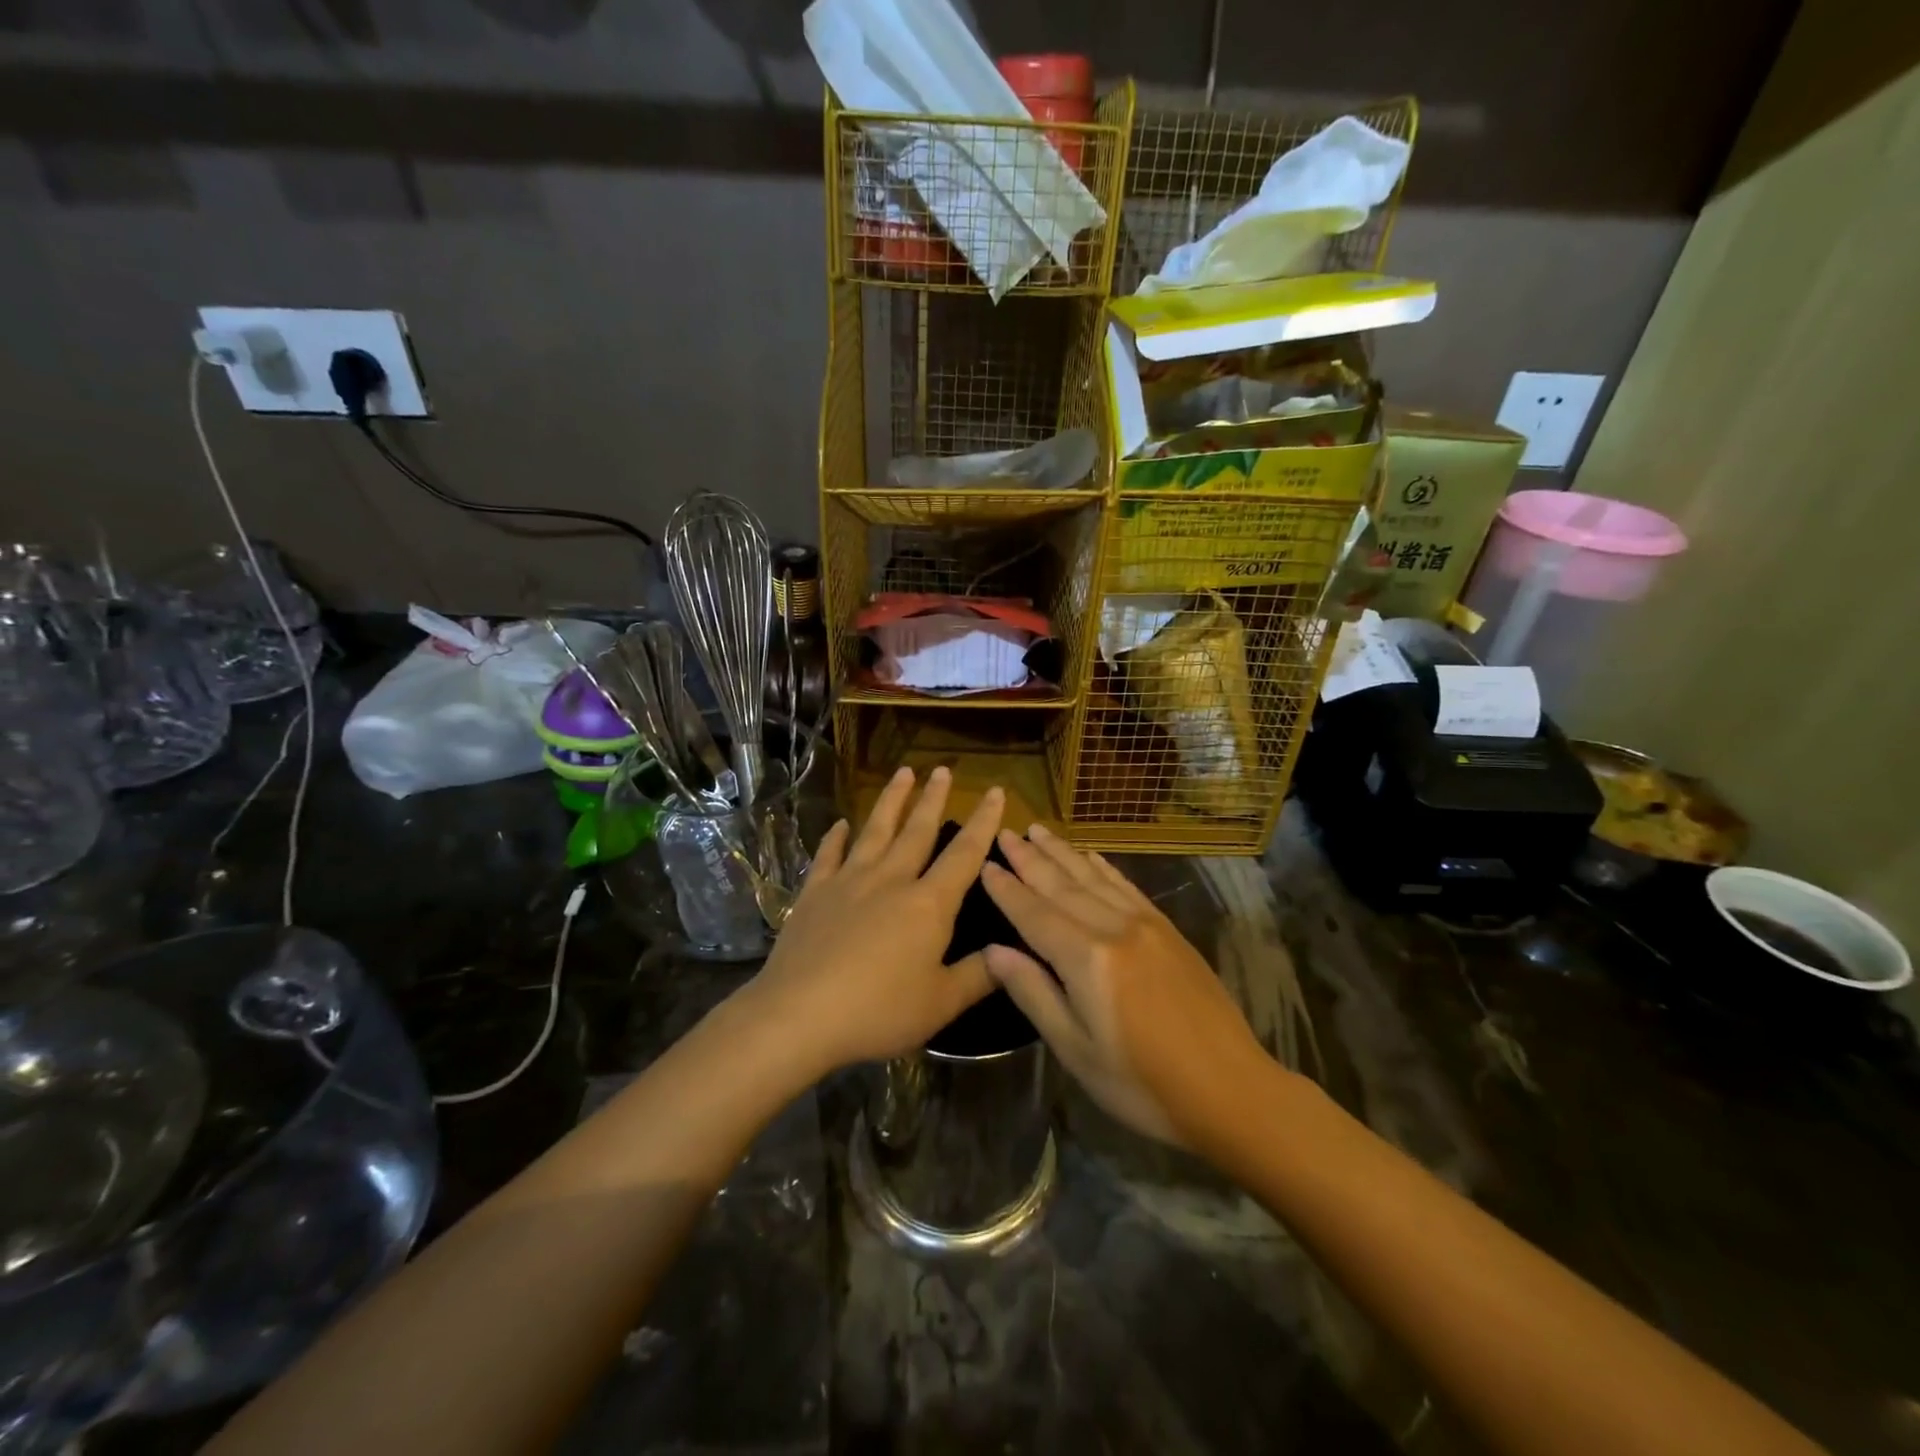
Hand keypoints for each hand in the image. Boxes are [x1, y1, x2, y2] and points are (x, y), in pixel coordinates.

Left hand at [740, 767, 1003, 1075]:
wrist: (799, 1015)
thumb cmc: (878, 1011)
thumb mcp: (941, 1004)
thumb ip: (979, 975)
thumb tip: (1012, 951)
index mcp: (928, 904)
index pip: (964, 854)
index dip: (983, 822)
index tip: (995, 792)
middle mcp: (891, 880)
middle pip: (917, 831)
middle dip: (933, 799)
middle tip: (943, 769)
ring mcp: (848, 882)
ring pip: (875, 831)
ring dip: (891, 801)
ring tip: (902, 773)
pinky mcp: (814, 893)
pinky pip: (828, 856)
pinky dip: (835, 838)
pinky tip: (840, 824)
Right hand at [979, 824, 1269, 1148]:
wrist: (1230, 1090)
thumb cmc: (1142, 1083)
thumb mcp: (1076, 1049)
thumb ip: (1034, 993)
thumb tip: (993, 951)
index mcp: (1087, 959)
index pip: (1034, 913)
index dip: (1007, 889)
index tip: (985, 864)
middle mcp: (1114, 928)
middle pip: (1062, 885)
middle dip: (1030, 858)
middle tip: (1005, 832)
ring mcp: (1146, 925)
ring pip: (1093, 877)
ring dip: (1062, 852)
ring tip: (1038, 830)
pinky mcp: (1168, 930)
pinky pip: (1126, 886)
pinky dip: (1102, 867)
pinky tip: (1089, 855)